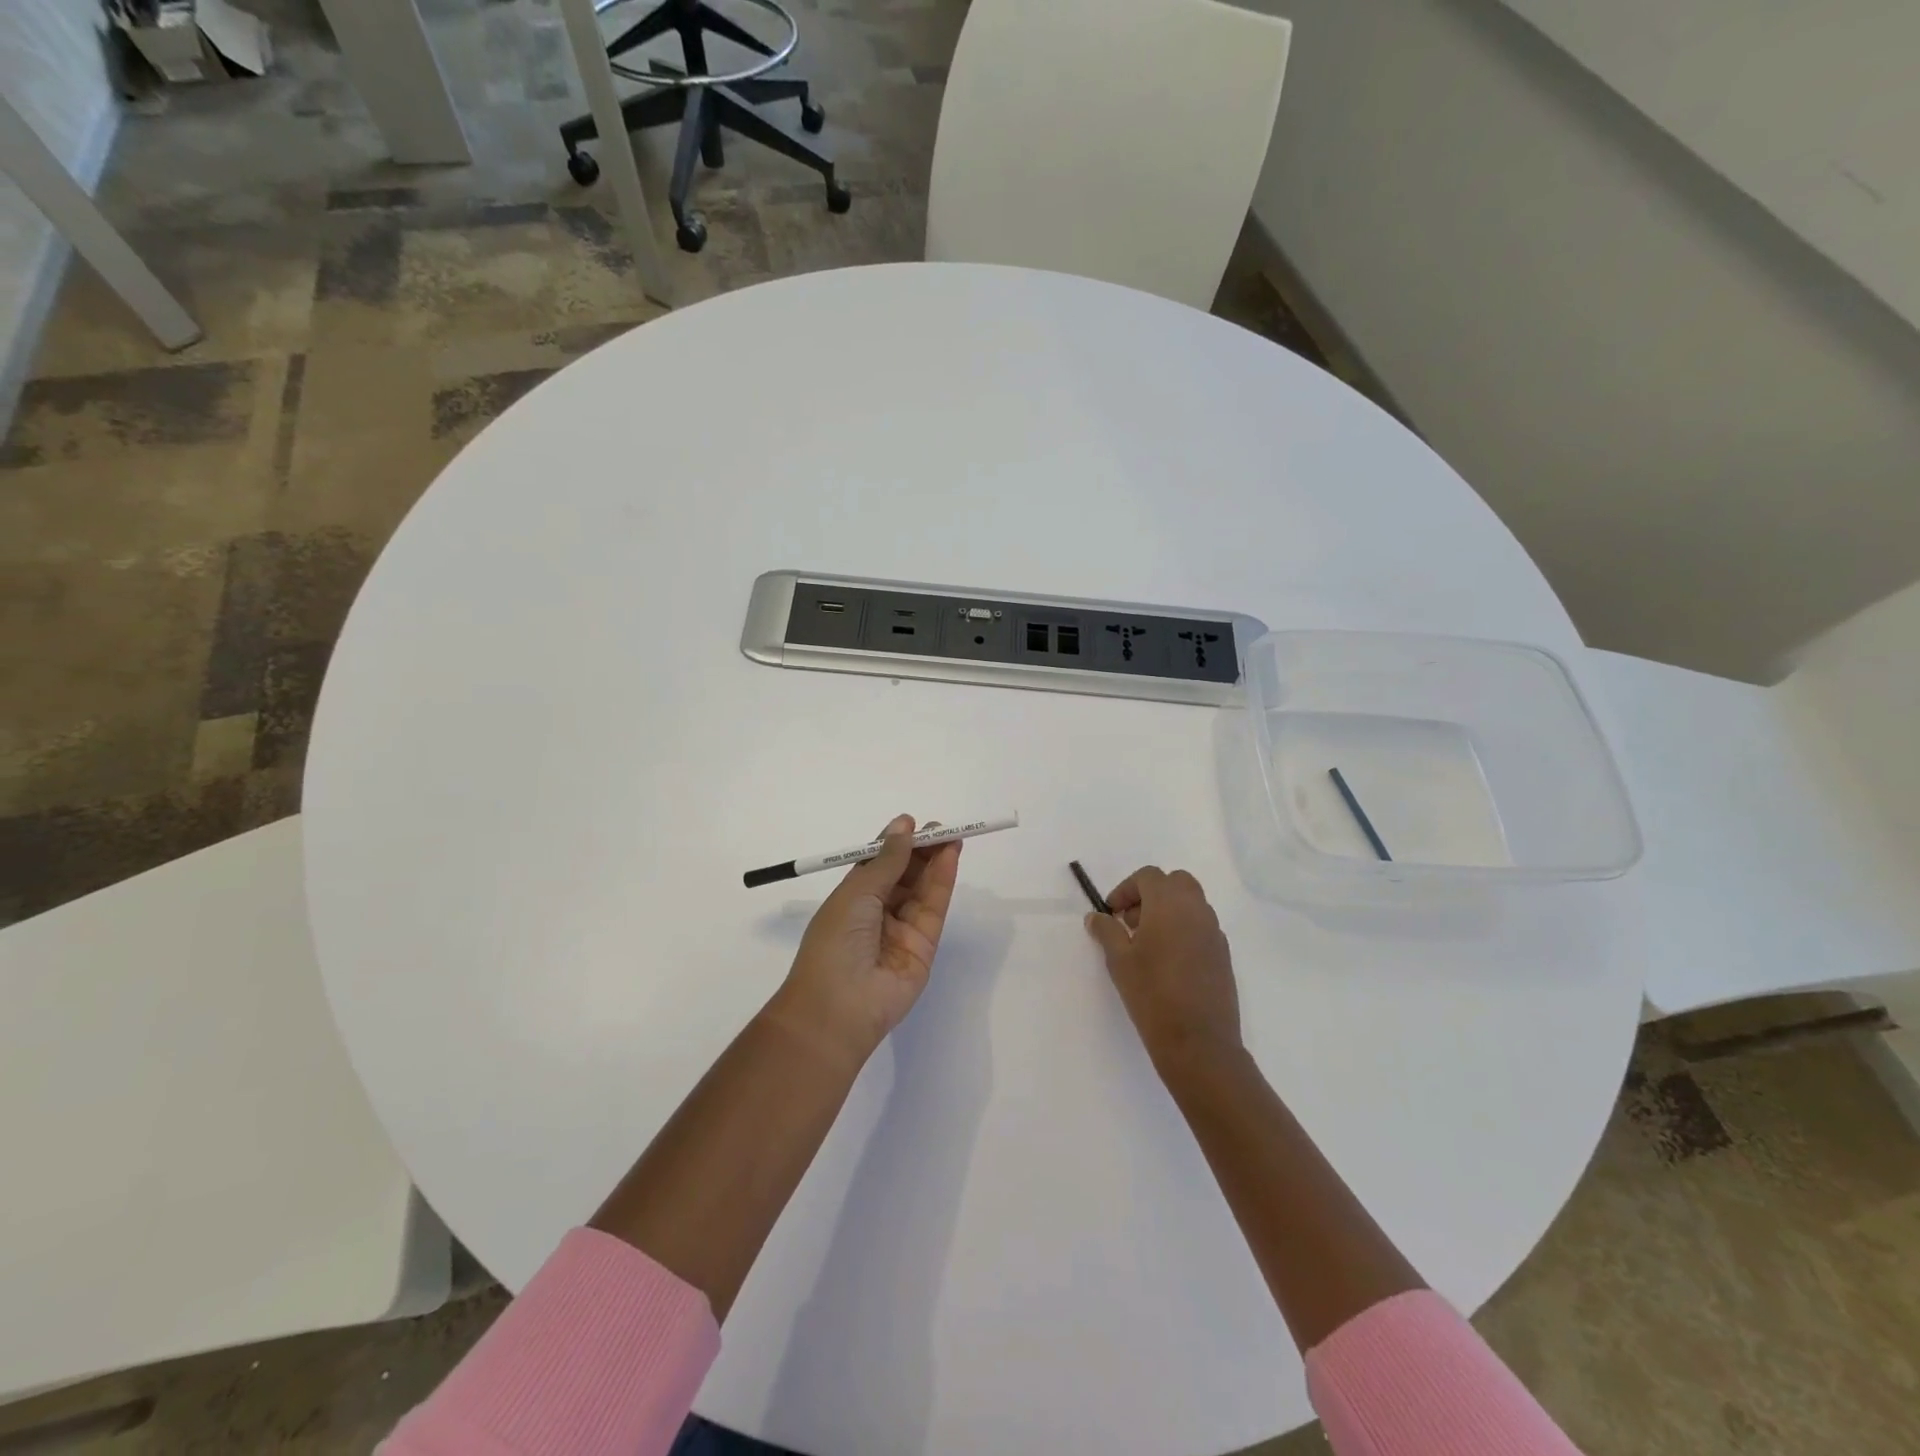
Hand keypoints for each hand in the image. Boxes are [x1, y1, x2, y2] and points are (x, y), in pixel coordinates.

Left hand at [775, 815, 961, 1062]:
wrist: (839, 1006)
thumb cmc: (835, 941)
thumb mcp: (857, 892)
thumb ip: (886, 860)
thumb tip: (903, 826)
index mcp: (851, 899)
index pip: (877, 865)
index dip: (895, 844)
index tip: (912, 822)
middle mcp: (876, 913)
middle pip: (904, 876)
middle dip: (921, 850)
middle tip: (940, 828)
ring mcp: (901, 931)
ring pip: (922, 890)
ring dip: (936, 862)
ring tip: (952, 836)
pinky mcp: (924, 947)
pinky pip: (934, 908)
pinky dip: (943, 881)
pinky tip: (950, 858)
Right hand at [1085, 867, 1241, 1072]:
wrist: (1198, 1042)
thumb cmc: (1152, 994)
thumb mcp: (1119, 960)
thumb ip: (1107, 931)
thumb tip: (1096, 917)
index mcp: (1170, 904)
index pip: (1148, 876)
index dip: (1126, 889)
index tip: (1112, 913)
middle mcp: (1197, 910)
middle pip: (1175, 882)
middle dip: (1151, 894)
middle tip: (1131, 921)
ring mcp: (1214, 932)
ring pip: (1191, 904)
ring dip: (1168, 911)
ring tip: (1147, 944)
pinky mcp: (1223, 955)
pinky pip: (1201, 927)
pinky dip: (1183, 930)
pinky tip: (1168, 962)